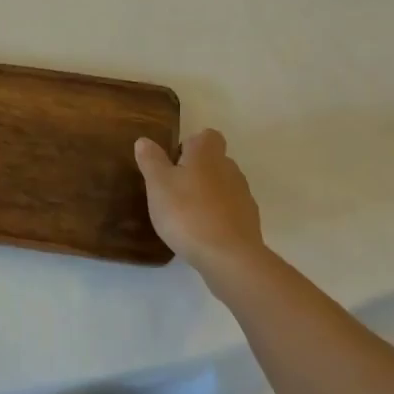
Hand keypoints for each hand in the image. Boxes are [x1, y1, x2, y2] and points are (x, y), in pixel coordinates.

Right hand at [134, 128, 265, 284]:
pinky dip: (217, 216)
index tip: (174, 164)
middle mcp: (229, 168)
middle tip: (174, 191)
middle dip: (196, 171)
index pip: (206, 136)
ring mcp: (243, 195)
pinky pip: (230, 210)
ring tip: (186, 216)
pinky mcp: (249, 221)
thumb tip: (145, 140)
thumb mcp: (158, 185)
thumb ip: (151, 160)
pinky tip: (202, 234)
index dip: (190, 145)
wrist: (229, 257)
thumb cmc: (187, 213)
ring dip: (207, 195)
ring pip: (223, 186)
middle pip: (214, 161)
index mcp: (207, 154)